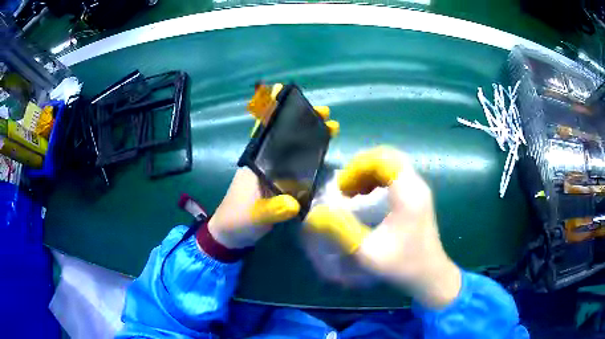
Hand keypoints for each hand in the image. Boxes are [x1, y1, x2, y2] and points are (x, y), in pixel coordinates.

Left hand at [208, 83, 339, 248]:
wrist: (232, 235)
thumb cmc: (238, 221)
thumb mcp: (255, 216)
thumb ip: (272, 210)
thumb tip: (294, 203)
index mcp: (256, 161)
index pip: (264, 128)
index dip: (274, 109)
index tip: (289, 94)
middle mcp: (265, 162)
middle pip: (285, 135)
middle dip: (304, 121)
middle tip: (326, 114)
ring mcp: (274, 172)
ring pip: (293, 147)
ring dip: (310, 136)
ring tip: (331, 129)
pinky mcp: (280, 184)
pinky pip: (297, 164)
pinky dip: (309, 155)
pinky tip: (323, 152)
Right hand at [305, 146, 460, 308]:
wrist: (430, 275)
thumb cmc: (403, 265)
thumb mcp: (368, 253)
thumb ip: (342, 232)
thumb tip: (317, 214)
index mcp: (408, 194)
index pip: (384, 158)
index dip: (358, 166)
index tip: (342, 187)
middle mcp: (416, 185)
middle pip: (387, 158)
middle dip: (361, 168)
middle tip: (344, 188)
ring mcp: (419, 191)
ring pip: (391, 166)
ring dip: (368, 174)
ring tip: (352, 193)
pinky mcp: (418, 197)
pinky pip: (396, 177)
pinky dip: (377, 181)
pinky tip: (367, 198)